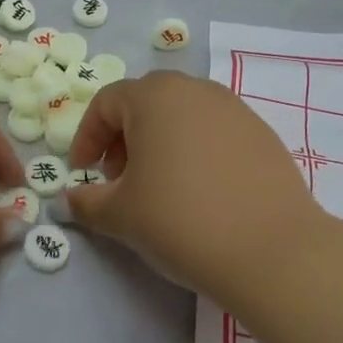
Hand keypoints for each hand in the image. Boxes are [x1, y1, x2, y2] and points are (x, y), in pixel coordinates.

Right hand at [63, 71, 327, 299]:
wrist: (272, 252)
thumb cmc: (181, 220)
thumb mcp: (120, 215)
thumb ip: (86, 201)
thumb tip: (70, 199)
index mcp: (154, 96)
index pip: (106, 103)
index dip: (87, 137)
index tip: (82, 171)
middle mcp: (195, 90)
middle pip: (145, 103)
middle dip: (123, 137)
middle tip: (117, 178)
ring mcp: (235, 110)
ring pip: (182, 116)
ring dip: (159, 143)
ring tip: (158, 187)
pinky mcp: (263, 135)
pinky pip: (214, 133)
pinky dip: (195, 152)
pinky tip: (199, 193)